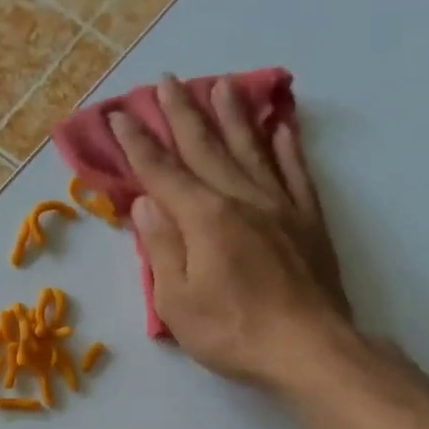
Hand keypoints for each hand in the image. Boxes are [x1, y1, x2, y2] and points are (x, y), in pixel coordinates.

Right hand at [111, 75, 352, 386]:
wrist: (307, 347)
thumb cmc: (232, 331)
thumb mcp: (177, 302)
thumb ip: (161, 248)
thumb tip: (146, 202)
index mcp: (204, 218)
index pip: (162, 172)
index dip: (138, 143)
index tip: (120, 115)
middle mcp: (241, 198)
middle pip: (206, 147)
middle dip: (182, 114)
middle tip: (166, 81)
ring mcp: (280, 205)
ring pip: (252, 149)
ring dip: (233, 115)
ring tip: (221, 85)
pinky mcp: (309, 220)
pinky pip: (295, 172)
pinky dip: (286, 147)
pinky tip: (281, 127)